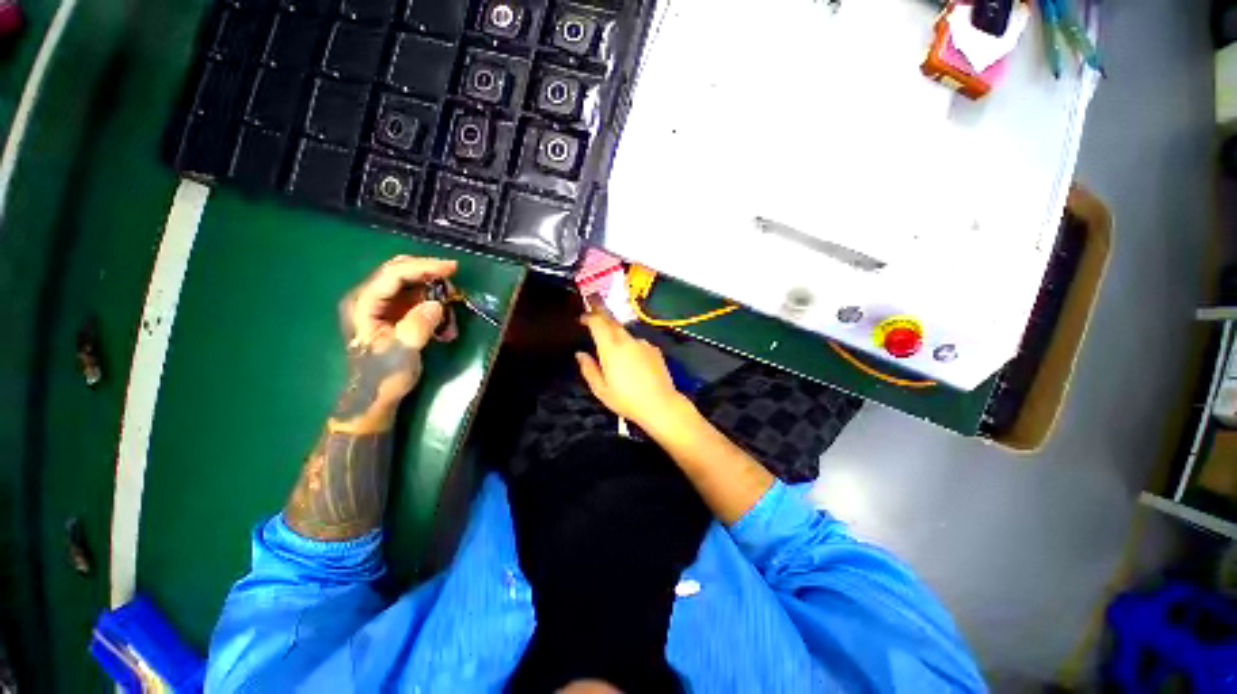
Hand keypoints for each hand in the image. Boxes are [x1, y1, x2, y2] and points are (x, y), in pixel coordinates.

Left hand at [333, 256, 456, 430]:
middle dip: (431, 276)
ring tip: (450, 321)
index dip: (424, 267)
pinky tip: (445, 328)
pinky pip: (419, 301)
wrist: (375, 397)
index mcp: (364, 304)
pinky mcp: (395, 314)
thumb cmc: (384, 376)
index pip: (394, 274)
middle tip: (455, 286)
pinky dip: (435, 310)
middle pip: (401, 272)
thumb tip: (436, 304)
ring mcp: (382, 306)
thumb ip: (418, 325)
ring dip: (436, 297)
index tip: (452, 268)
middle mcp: (370, 298)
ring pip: (413, 286)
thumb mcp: (402, 352)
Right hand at [576, 305, 691, 434]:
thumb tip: (580, 354)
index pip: (598, 323)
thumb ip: (589, 369)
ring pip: (626, 334)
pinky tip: (633, 362)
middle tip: (593, 314)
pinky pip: (638, 343)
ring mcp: (643, 344)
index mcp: (611, 349)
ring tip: (614, 350)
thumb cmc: (626, 400)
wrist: (661, 405)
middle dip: (602, 315)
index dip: (589, 316)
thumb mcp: (601, 390)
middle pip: (612, 322)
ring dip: (617, 335)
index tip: (582, 317)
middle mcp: (627, 341)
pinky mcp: (654, 350)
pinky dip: (631, 347)